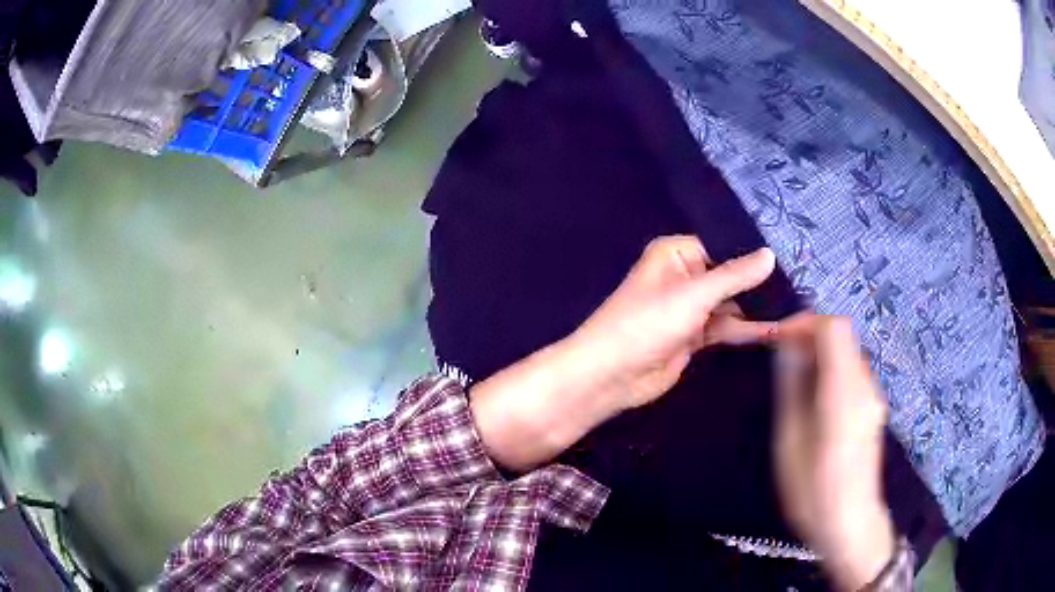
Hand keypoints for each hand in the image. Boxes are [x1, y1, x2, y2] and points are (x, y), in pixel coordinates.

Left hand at [471, 236, 777, 470]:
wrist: (612, 375)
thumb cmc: (648, 323)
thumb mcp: (695, 294)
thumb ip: (735, 275)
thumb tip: (770, 253)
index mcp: (676, 254)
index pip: (723, 244)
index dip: (753, 251)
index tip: (792, 253)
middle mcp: (685, 276)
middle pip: (729, 274)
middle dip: (760, 281)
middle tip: (803, 280)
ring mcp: (690, 308)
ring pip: (730, 302)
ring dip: (757, 306)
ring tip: (798, 304)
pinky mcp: (694, 336)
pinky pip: (726, 327)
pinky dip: (747, 329)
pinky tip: (776, 329)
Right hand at [774, 315, 895, 591]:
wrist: (850, 523)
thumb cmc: (813, 490)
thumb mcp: (790, 441)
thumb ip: (792, 387)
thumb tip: (787, 347)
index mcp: (844, 392)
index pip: (833, 328)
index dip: (803, 322)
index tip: (775, 338)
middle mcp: (865, 385)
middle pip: (842, 336)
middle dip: (809, 336)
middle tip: (778, 357)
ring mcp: (872, 396)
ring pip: (846, 352)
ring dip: (819, 353)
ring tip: (791, 379)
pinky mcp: (872, 407)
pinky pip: (851, 372)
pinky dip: (829, 370)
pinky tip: (812, 399)